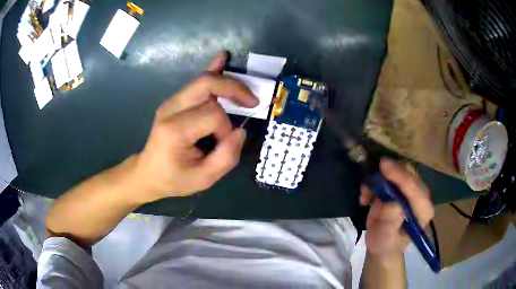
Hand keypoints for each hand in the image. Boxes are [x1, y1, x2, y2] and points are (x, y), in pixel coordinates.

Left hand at [132, 51, 258, 201]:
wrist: (148, 173)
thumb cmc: (174, 179)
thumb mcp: (203, 179)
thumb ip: (226, 157)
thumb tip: (241, 131)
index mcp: (175, 130)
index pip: (212, 115)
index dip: (226, 129)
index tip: (225, 144)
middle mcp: (171, 109)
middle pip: (207, 85)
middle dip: (233, 89)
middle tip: (251, 102)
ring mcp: (171, 102)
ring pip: (203, 80)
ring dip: (227, 82)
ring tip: (245, 92)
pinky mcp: (174, 101)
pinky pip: (195, 82)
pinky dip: (212, 70)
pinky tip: (223, 58)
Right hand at [360, 158, 433, 258]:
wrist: (382, 244)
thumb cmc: (385, 244)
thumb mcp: (385, 239)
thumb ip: (390, 223)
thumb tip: (392, 204)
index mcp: (423, 212)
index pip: (415, 189)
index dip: (401, 177)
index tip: (383, 167)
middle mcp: (422, 197)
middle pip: (410, 174)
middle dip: (391, 172)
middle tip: (371, 177)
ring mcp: (412, 190)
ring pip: (400, 170)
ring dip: (381, 177)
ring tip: (366, 194)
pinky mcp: (403, 186)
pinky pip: (391, 173)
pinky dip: (377, 180)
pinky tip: (367, 195)